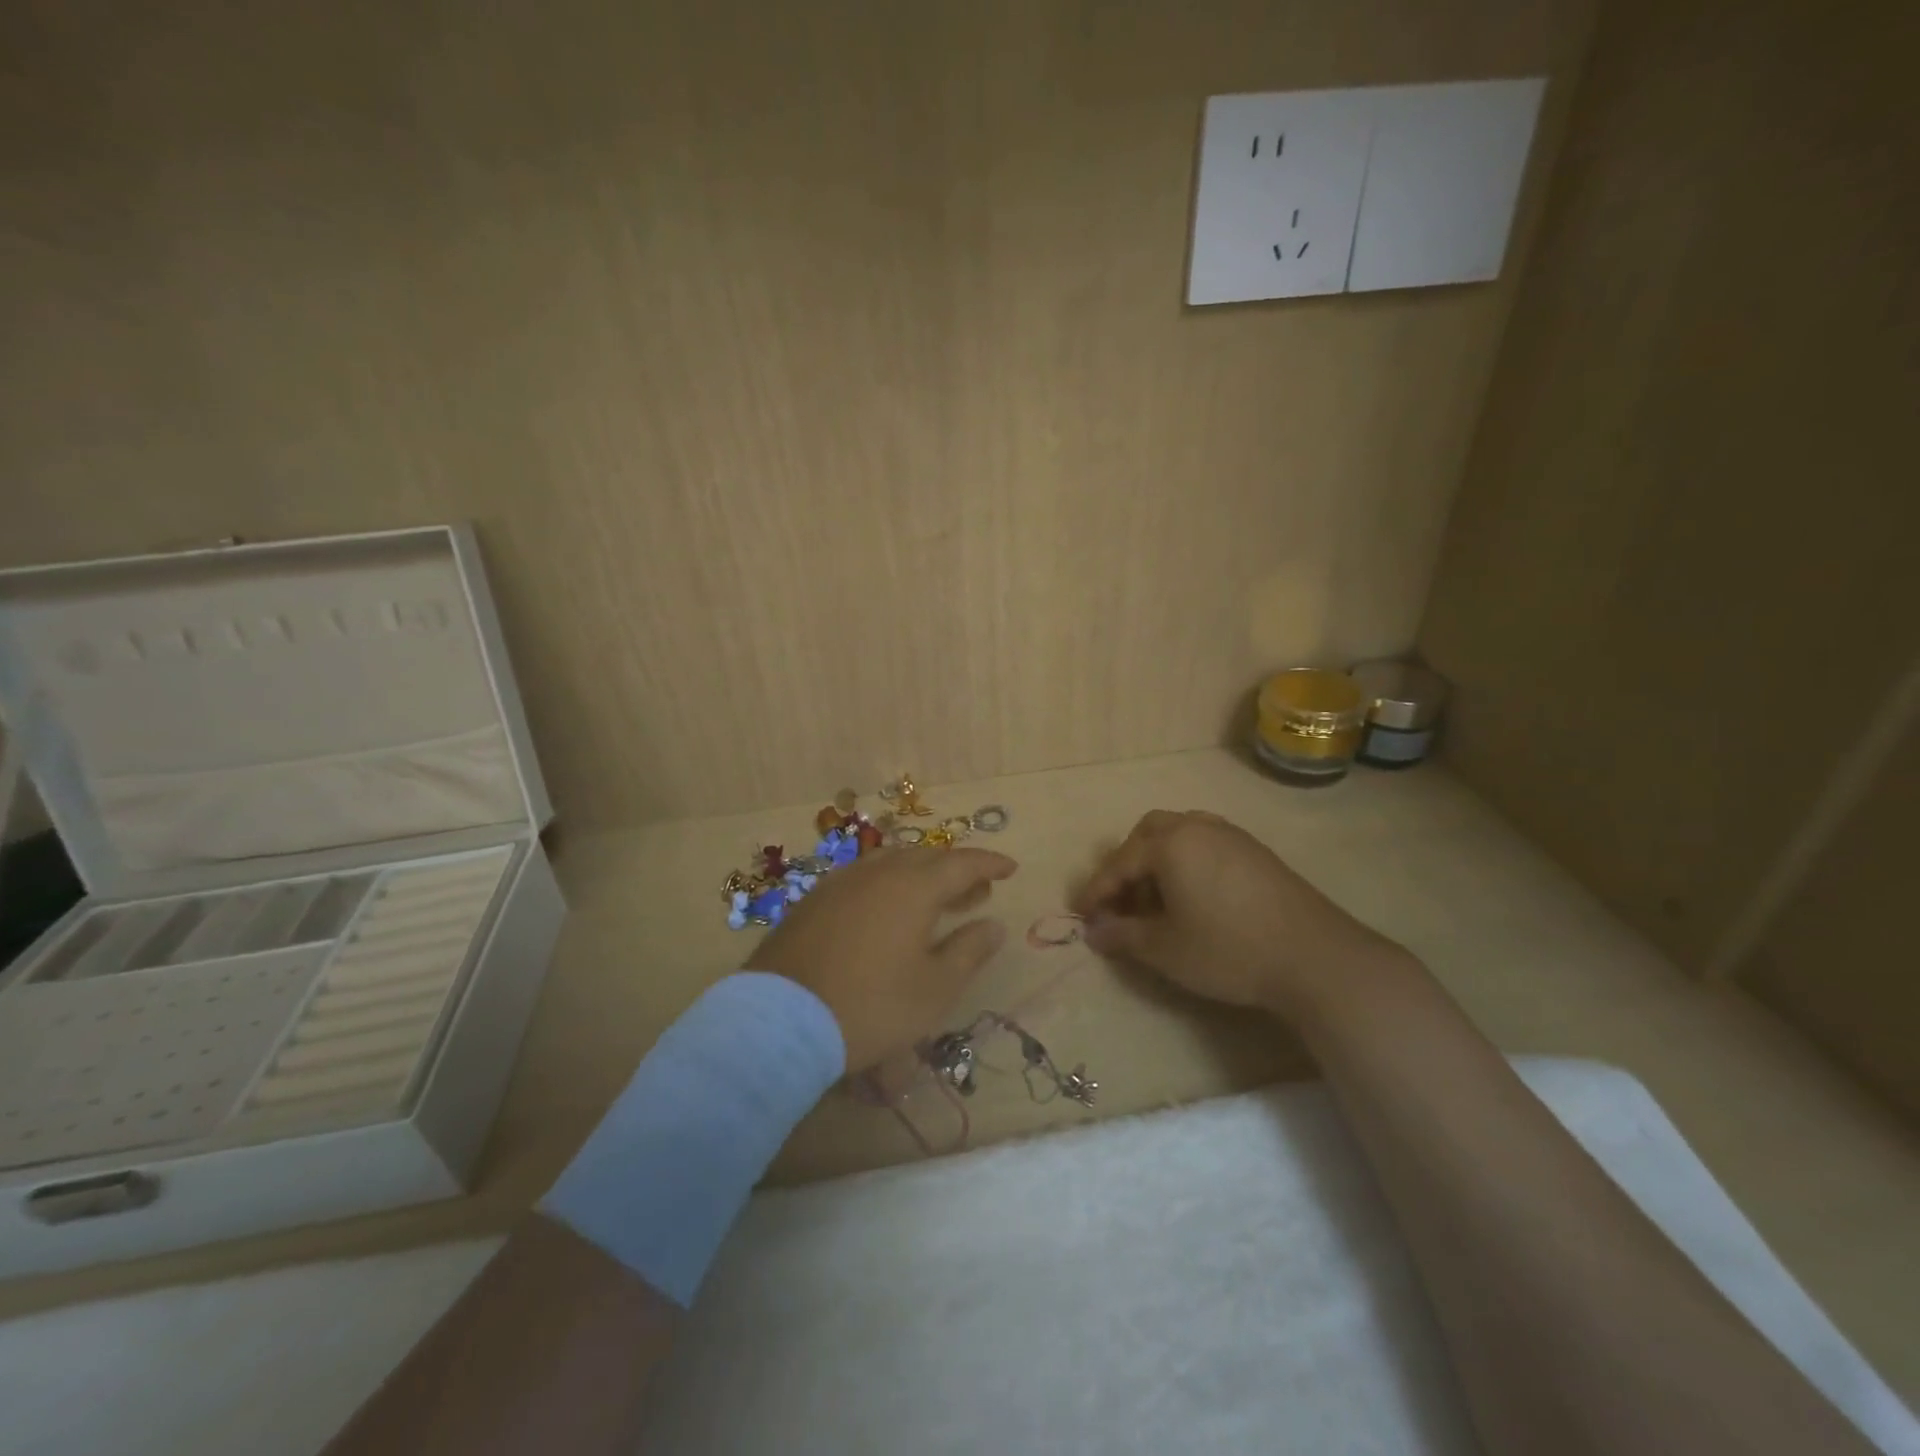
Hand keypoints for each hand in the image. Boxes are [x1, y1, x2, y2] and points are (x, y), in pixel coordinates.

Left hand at [748, 846, 1016, 1070]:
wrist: (781, 1021)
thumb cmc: (872, 1006)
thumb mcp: (934, 988)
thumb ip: (969, 951)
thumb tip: (993, 924)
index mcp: (913, 886)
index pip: (962, 863)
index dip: (989, 863)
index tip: (1010, 868)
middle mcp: (878, 872)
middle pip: (926, 858)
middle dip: (956, 870)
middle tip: (976, 891)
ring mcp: (841, 883)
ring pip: (891, 864)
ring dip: (920, 875)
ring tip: (935, 899)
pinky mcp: (814, 901)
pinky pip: (863, 878)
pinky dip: (888, 885)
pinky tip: (887, 911)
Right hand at [1070, 810, 1408, 1020]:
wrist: (1314, 957)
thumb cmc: (1228, 950)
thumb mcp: (1165, 949)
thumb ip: (1123, 936)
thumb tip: (1094, 931)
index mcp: (1171, 843)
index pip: (1120, 863)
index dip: (1097, 890)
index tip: (1081, 914)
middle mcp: (1198, 827)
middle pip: (1149, 833)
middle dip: (1127, 864)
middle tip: (1121, 900)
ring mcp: (1232, 836)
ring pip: (1180, 834)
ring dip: (1158, 861)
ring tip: (1156, 900)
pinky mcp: (1257, 852)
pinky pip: (1206, 844)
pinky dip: (1187, 863)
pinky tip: (1194, 896)